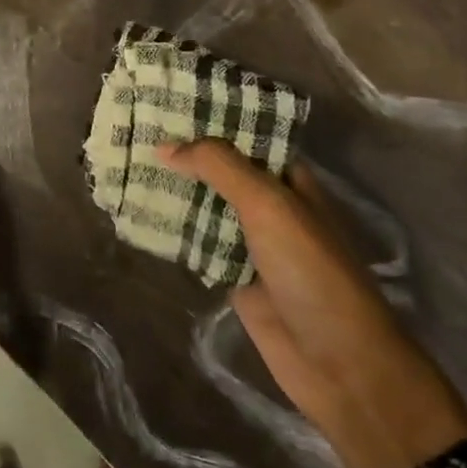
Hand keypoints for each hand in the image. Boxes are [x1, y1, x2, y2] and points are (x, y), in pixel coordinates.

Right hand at [159, 140, 466, 467]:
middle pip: (220, 172)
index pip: (244, 138)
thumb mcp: (269, 206)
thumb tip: (166, 146)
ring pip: (205, 207)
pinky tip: (138, 217)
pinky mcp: (234, 277)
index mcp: (289, 181)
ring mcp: (251, 244)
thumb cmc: (312, 271)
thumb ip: (220, 168)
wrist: (339, 363)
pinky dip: (173, 233)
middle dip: (183, 156)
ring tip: (127, 167)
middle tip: (133, 134)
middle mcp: (270, 207)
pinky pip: (198, 246)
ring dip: (174, 193)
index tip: (165, 104)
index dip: (209, 121)